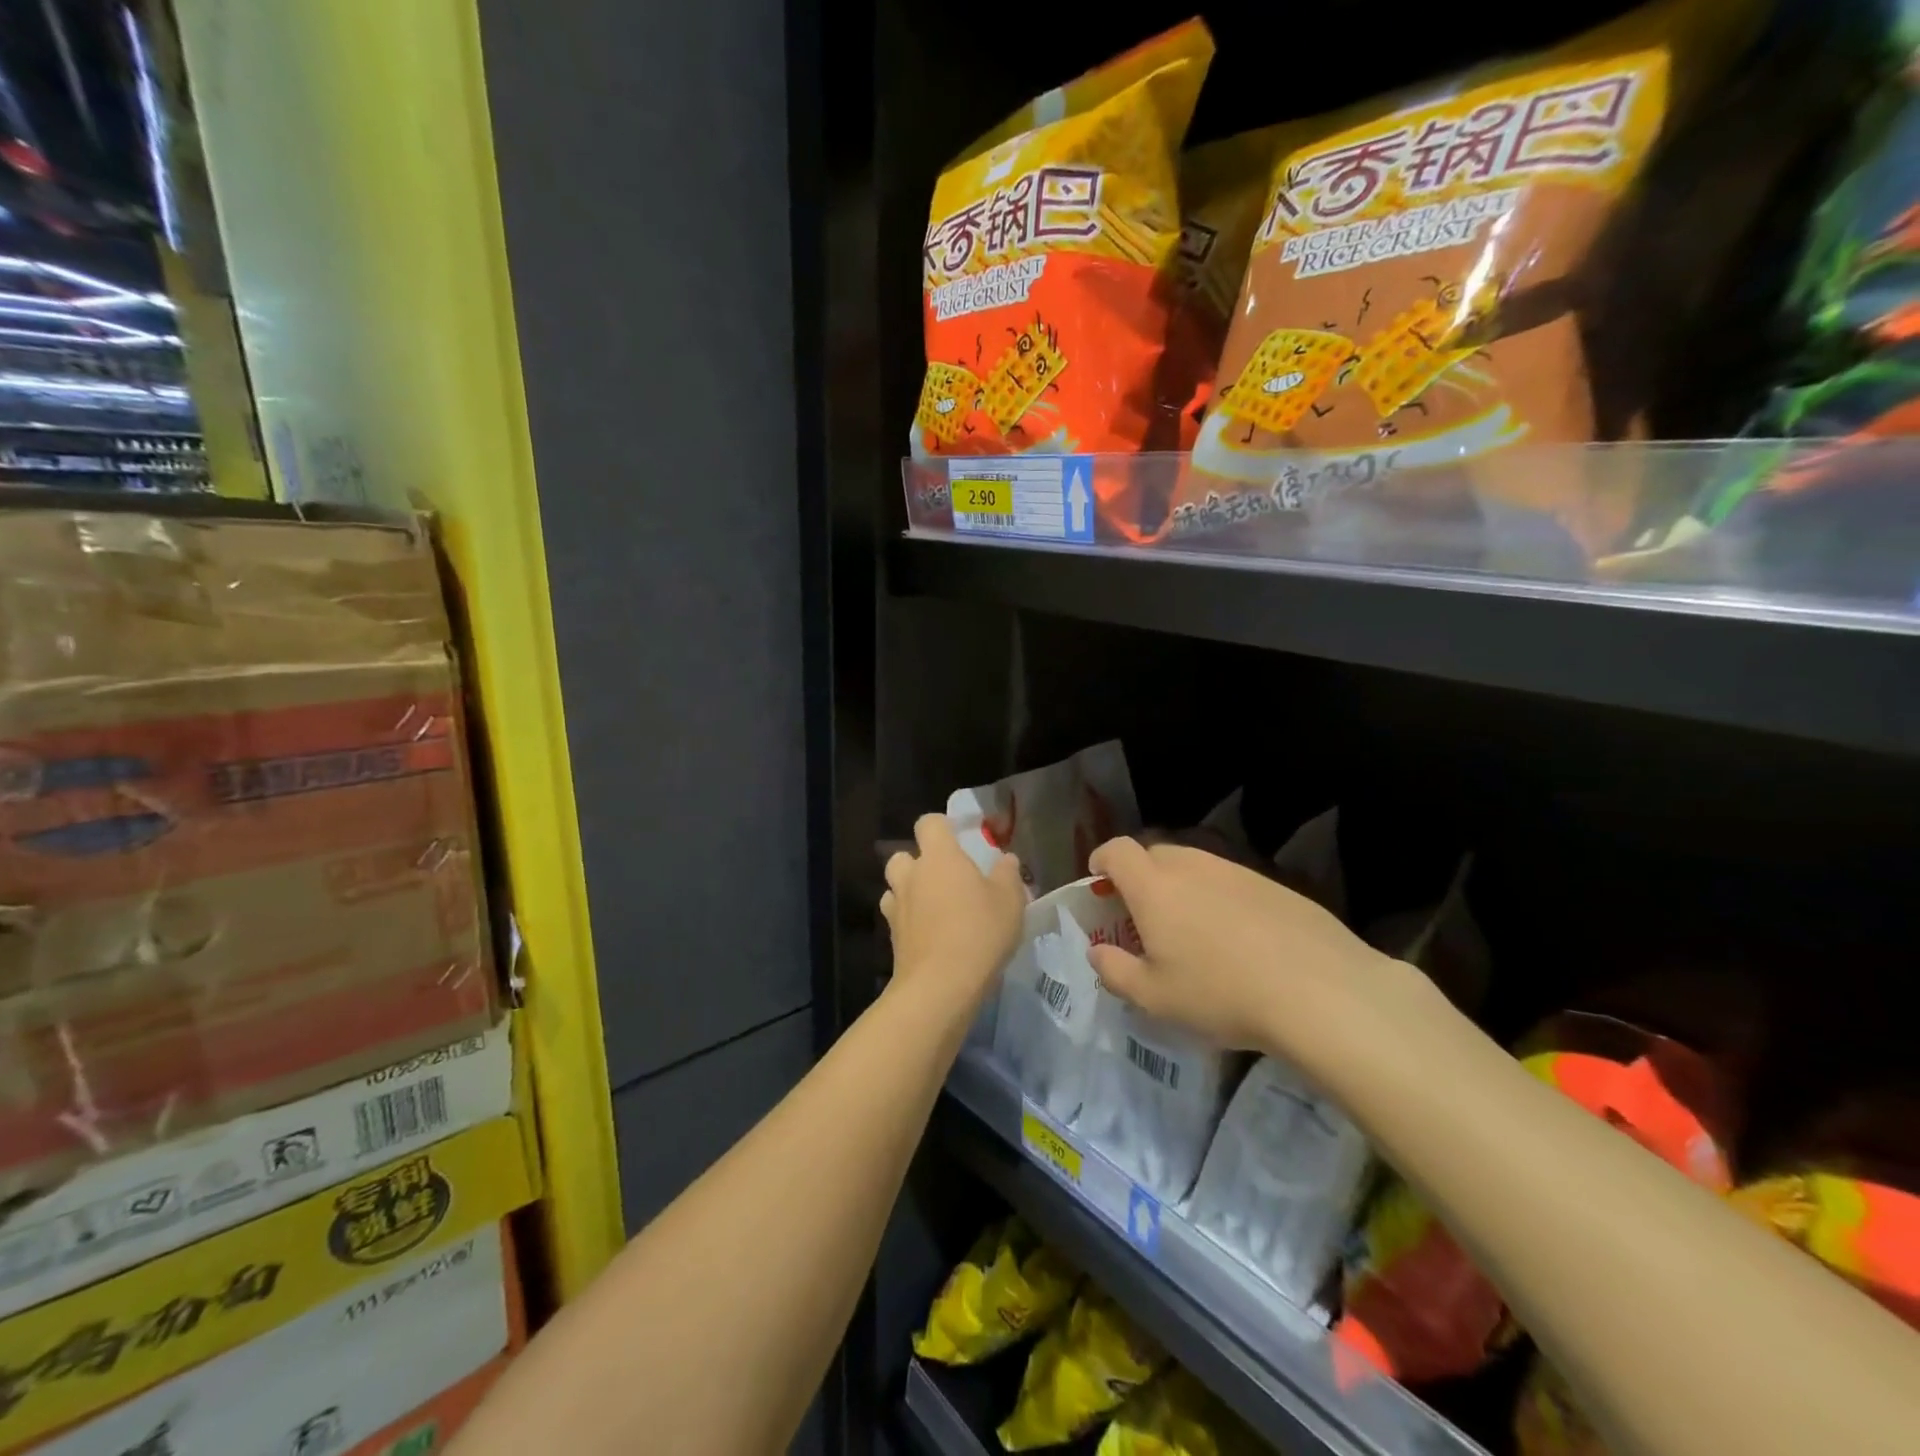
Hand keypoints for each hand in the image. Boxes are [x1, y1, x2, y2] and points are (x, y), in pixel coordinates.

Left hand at [882, 814, 1025, 1015]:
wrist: (941, 985)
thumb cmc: (980, 932)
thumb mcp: (1010, 900)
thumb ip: (1008, 874)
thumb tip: (1006, 859)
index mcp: (939, 857)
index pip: (928, 824)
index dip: (941, 826)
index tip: (959, 838)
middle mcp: (911, 876)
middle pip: (903, 855)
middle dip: (919, 862)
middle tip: (945, 878)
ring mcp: (897, 907)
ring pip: (895, 887)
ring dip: (910, 891)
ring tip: (935, 908)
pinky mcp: (892, 938)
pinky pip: (897, 918)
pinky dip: (909, 921)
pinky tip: (929, 934)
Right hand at [1085, 836, 1428, 1079]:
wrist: (1319, 990)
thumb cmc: (1221, 993)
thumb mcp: (1154, 998)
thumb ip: (1115, 971)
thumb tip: (1098, 952)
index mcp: (1154, 886)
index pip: (1117, 850)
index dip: (1102, 859)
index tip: (1098, 880)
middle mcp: (1192, 866)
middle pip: (1155, 853)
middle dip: (1139, 875)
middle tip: (1141, 913)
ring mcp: (1236, 871)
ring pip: (1195, 865)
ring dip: (1181, 885)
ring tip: (1190, 928)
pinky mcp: (1273, 884)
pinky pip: (1230, 881)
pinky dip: (1218, 897)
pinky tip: (1236, 937)